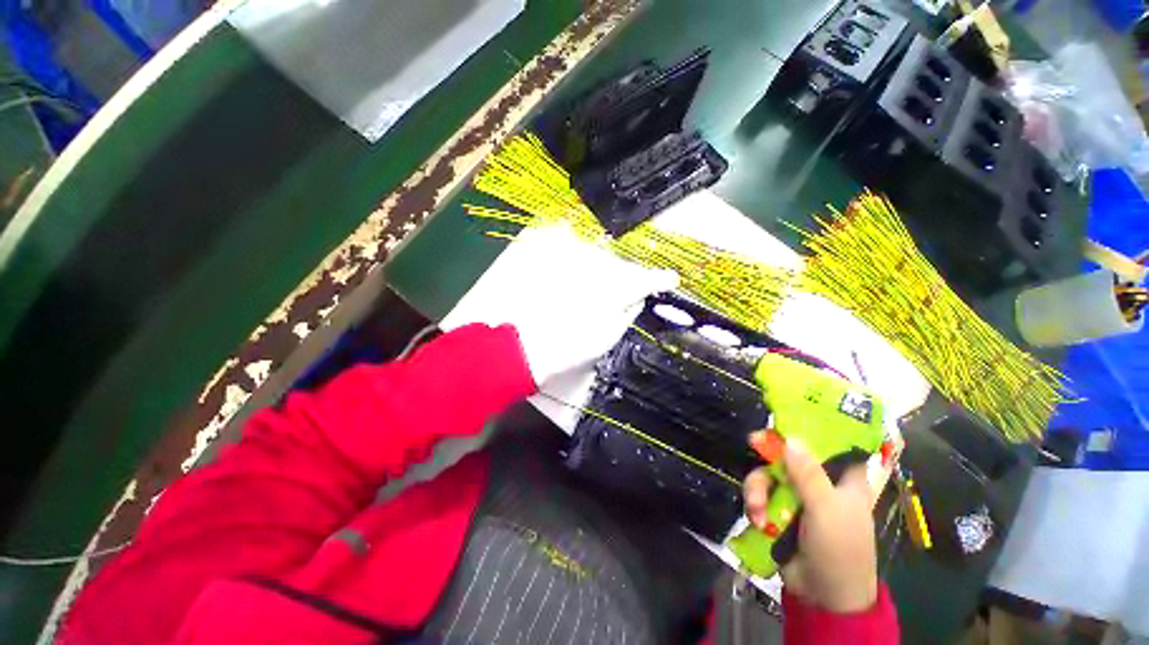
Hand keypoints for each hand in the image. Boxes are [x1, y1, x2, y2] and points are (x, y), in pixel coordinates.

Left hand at [464, 225, 678, 384]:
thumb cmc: (570, 346)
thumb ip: (629, 312)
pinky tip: (568, 268)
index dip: (661, 279)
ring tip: (585, 290)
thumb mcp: (609, 336)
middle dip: (624, 278)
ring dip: (598, 270)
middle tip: (620, 294)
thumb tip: (638, 299)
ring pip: (596, 257)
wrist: (523, 343)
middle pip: (620, 266)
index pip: (647, 279)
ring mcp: (572, 258)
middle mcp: (598, 265)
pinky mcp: (550, 255)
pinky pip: (567, 244)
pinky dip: (572, 254)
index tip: (670, 279)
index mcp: (617, 288)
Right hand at [743, 435, 877, 612]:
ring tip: (757, 510)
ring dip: (758, 489)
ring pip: (769, 472)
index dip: (813, 424)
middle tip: (753, 442)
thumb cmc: (839, 549)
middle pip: (790, 452)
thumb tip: (788, 438)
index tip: (788, 413)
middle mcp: (819, 480)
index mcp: (843, 478)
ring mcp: (797, 494)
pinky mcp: (778, 508)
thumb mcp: (827, 510)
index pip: (833, 441)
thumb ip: (808, 474)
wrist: (822, 595)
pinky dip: (755, 503)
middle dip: (770, 453)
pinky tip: (758, 519)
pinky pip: (760, 492)